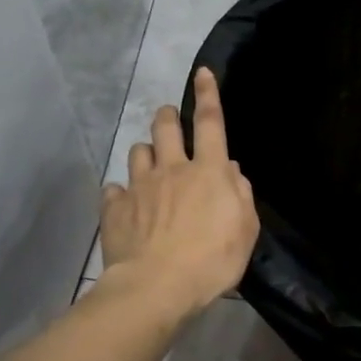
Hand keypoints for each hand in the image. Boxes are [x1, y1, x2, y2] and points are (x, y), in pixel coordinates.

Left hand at [100, 67, 259, 317]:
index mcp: (208, 172)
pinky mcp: (115, 209)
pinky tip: (125, 202)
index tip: (202, 74)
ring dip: (145, 152)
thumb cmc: (212, 260)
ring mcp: (139, 188)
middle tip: (169, 117)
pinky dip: (121, 192)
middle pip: (166, 128)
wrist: (157, 286)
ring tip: (149, 163)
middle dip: (168, 116)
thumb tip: (230, 172)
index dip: (208, 96)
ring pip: (138, 152)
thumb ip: (240, 195)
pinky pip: (114, 189)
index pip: (210, 123)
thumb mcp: (245, 230)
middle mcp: (171, 170)